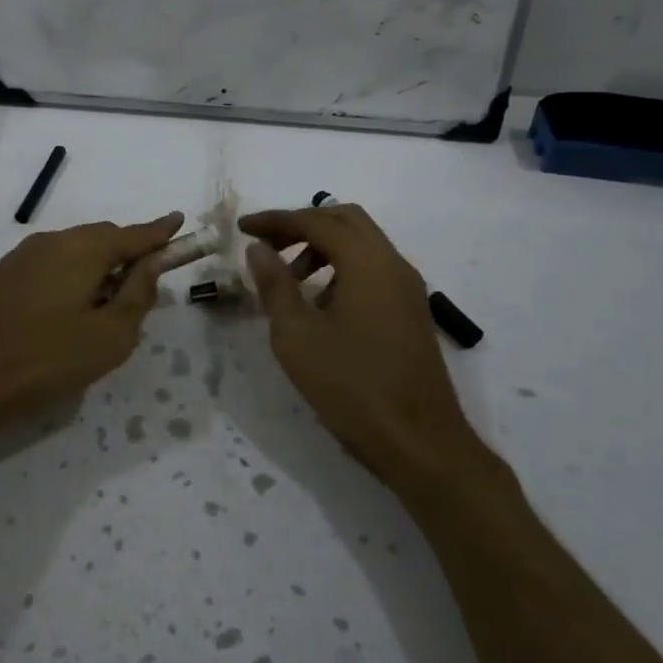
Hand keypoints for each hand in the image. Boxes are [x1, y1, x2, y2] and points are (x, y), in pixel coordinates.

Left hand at [0, 212, 183, 444]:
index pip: (133, 234)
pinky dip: (66, 276)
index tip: (179, 221)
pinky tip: (62, 309)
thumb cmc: (45, 358)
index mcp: (82, 250)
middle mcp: (50, 242)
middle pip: (99, 238)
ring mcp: (18, 257)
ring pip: (69, 251)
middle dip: (125, 252)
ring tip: (103, 302)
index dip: (160, 231)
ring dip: (94, 267)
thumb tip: (152, 264)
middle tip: (142, 280)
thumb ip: (137, 295)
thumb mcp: (109, 336)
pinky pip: (46, 265)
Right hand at [242, 204, 484, 490]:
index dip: (275, 220)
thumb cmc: (351, 387)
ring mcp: (407, 288)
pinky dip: (342, 268)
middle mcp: (393, 264)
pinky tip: (320, 304)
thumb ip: (275, 285)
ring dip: (323, 247)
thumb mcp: (297, 336)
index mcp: (367, 262)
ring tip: (290, 279)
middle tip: (267, 245)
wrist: (419, 443)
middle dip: (302, 224)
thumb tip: (259, 248)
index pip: (316, 221)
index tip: (243, 228)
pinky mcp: (411, 311)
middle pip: (345, 220)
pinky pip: (373, 269)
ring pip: (362, 244)